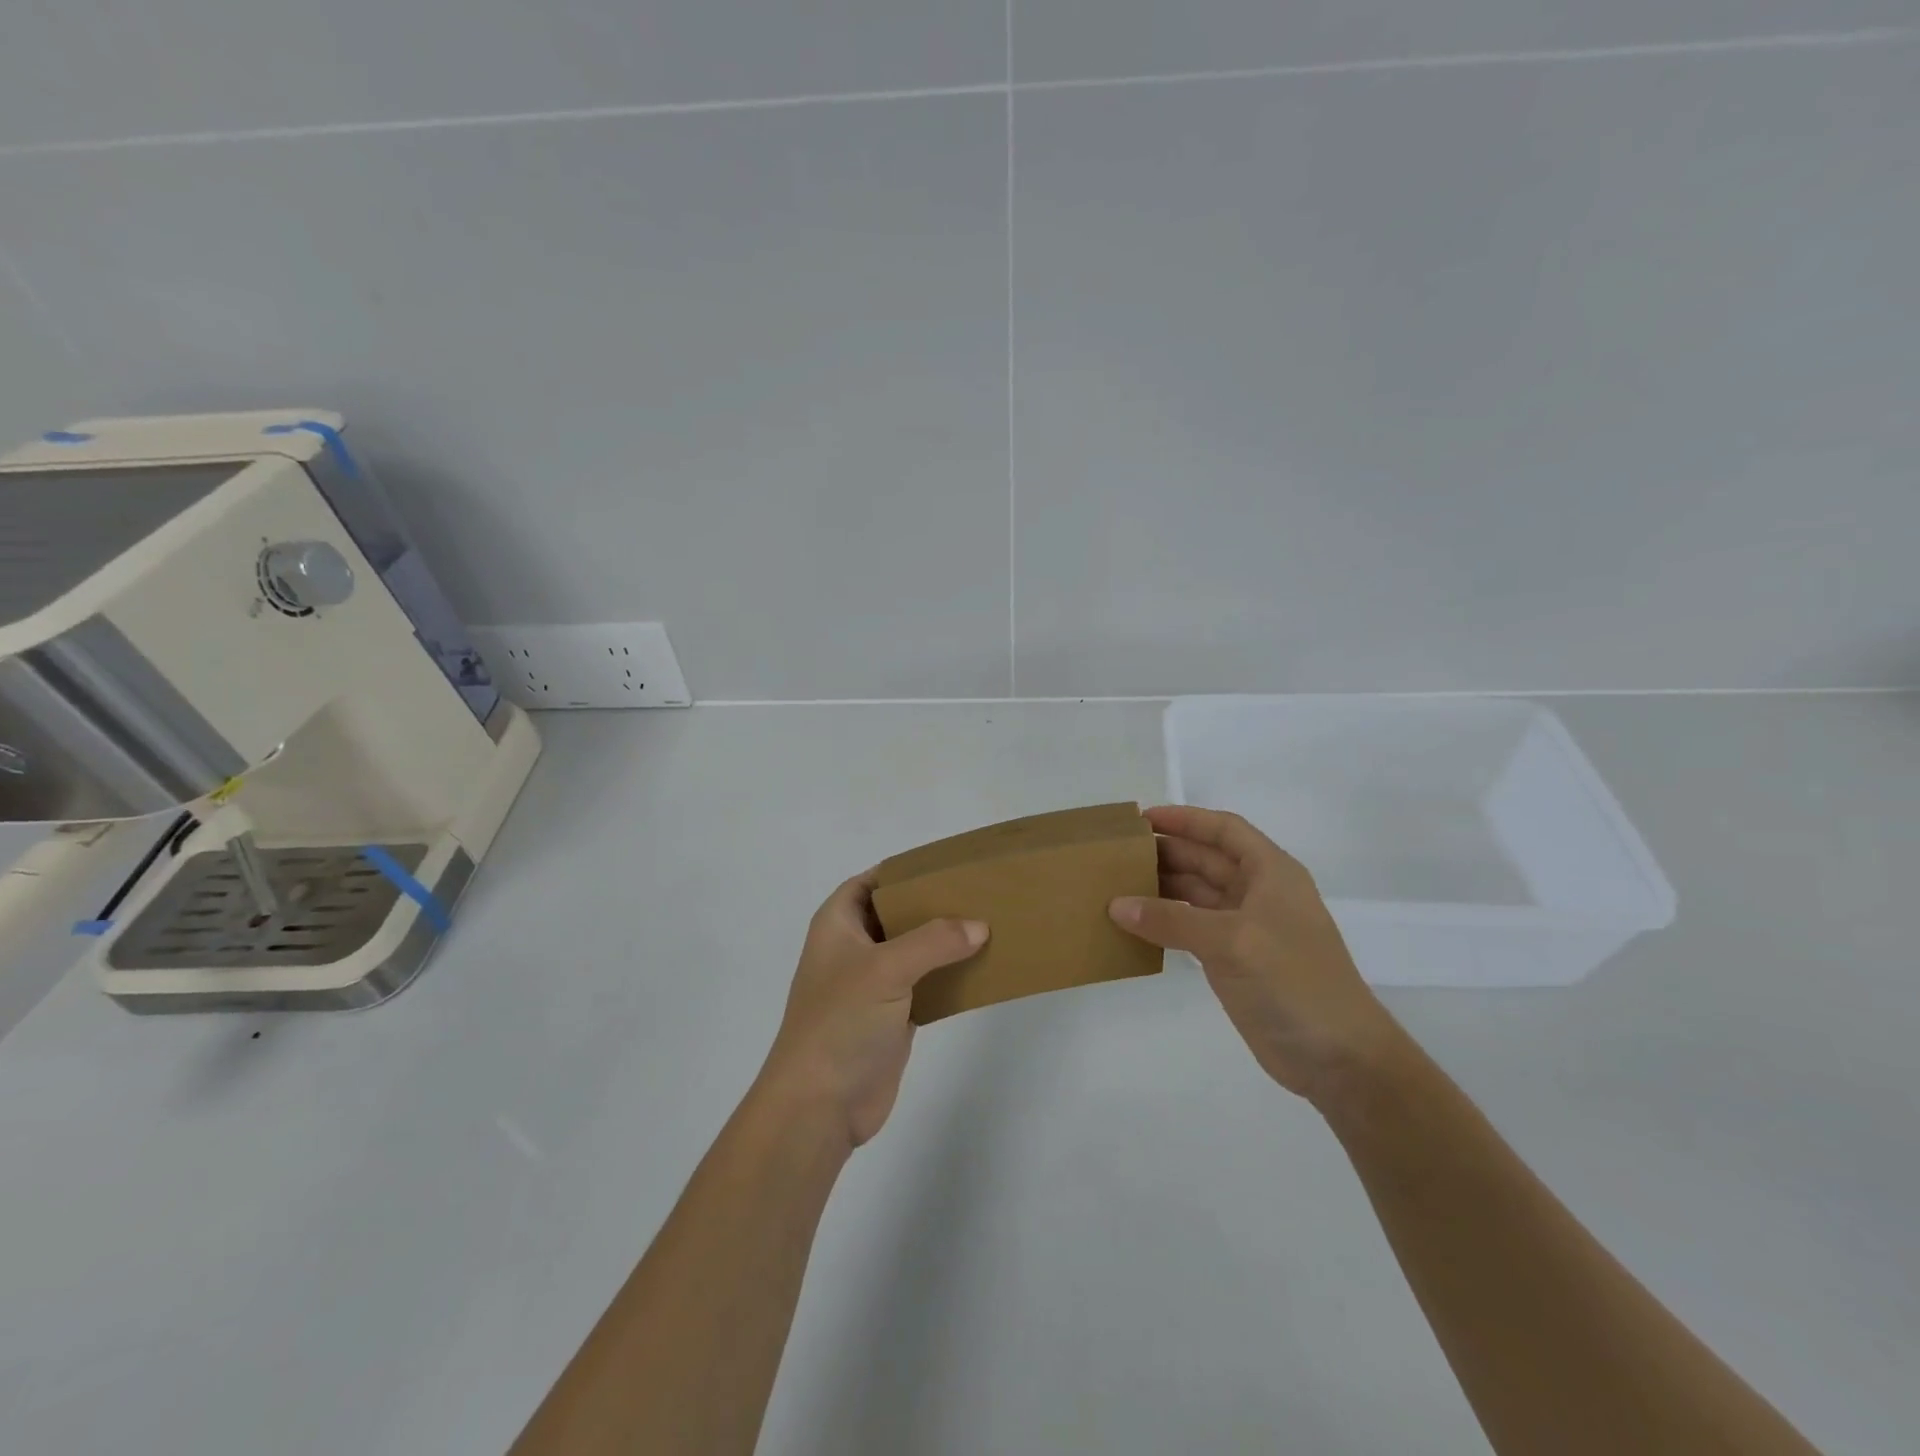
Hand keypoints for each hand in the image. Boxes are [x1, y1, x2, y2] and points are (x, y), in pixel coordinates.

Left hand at [761, 872, 987, 1149]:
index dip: (904, 870)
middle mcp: (854, 947)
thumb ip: (934, 941)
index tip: (947, 863)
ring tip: (990, 923)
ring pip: (915, 949)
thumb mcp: (885, 969)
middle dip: (933, 903)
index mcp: (838, 924)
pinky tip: (982, 967)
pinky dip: (950, 975)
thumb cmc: (840, 1022)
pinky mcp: (892, 1015)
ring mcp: (873, 983)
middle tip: (978, 892)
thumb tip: (979, 927)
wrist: (820, 1105)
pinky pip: (926, 983)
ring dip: (946, 940)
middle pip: (897, 913)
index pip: (872, 881)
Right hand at [1109, 805, 1404, 1104]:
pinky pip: (1190, 928)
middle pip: (1205, 859)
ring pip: (1195, 894)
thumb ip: (1172, 920)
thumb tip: (1116, 905)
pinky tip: (1134, 924)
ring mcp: (1245, 928)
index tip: (1141, 819)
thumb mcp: (1232, 941)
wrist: (1338, 1057)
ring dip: (1160, 888)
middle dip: (1165, 852)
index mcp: (1270, 872)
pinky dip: (1164, 923)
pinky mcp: (1233, 960)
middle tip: (1116, 854)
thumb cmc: (1294, 981)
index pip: (1224, 830)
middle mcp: (1258, 893)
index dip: (1185, 819)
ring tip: (1116, 885)